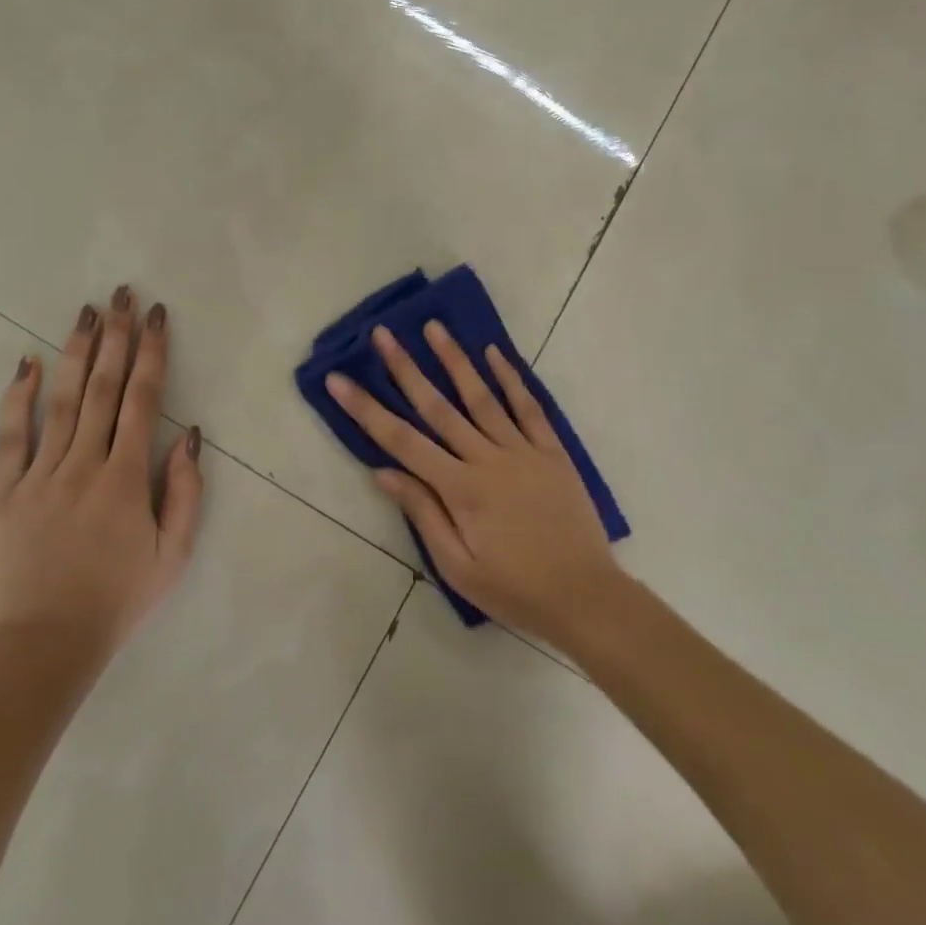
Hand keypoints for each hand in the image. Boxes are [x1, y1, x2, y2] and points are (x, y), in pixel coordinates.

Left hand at [0, 287, 203, 660]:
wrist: (43, 646)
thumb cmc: (117, 601)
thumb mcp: (173, 554)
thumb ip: (184, 492)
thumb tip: (188, 435)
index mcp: (127, 478)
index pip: (144, 400)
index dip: (152, 354)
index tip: (157, 317)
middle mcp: (84, 464)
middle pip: (103, 388)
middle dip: (117, 338)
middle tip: (122, 295)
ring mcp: (39, 475)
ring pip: (61, 401)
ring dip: (76, 353)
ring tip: (87, 314)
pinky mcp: (2, 492)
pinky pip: (9, 436)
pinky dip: (17, 397)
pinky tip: (25, 363)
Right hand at [326, 323, 622, 650]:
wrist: (586, 597)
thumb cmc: (514, 589)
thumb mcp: (458, 567)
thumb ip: (423, 514)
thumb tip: (384, 472)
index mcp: (460, 489)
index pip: (401, 441)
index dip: (366, 409)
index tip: (339, 381)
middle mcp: (488, 459)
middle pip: (438, 407)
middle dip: (406, 368)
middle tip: (382, 333)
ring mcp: (523, 450)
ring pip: (482, 397)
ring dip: (455, 360)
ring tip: (434, 327)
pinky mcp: (552, 451)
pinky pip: (528, 407)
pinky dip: (510, 378)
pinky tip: (494, 353)